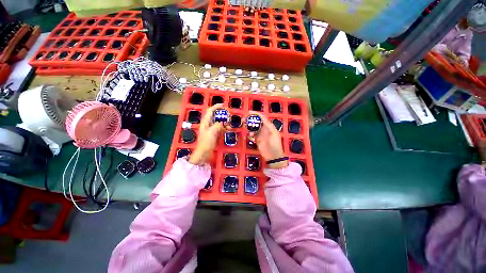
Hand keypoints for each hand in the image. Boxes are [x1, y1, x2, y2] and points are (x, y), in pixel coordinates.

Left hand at [188, 104, 224, 164]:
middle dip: (221, 114)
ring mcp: (210, 130)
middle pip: (214, 116)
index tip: (223, 105)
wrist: (203, 154)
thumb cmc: (206, 143)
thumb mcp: (212, 132)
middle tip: (229, 114)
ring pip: (218, 122)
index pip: (210, 111)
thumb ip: (218, 125)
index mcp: (205, 122)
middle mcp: (207, 125)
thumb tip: (223, 123)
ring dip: (224, 122)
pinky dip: (224, 128)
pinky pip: (219, 129)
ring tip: (230, 123)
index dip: (216, 107)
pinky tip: (228, 129)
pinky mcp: (213, 135)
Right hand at [248, 112, 287, 168]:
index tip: (249, 112)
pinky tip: (250, 137)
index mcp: (269, 126)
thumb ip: (268, 125)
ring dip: (249, 127)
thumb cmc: (275, 144)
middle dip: (250, 120)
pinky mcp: (257, 140)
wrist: (273, 156)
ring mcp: (260, 134)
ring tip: (245, 127)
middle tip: (244, 119)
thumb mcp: (273, 134)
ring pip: (253, 128)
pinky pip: (252, 135)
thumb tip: (262, 117)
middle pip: (256, 122)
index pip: (262, 118)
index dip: (256, 114)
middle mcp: (264, 129)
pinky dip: (250, 134)